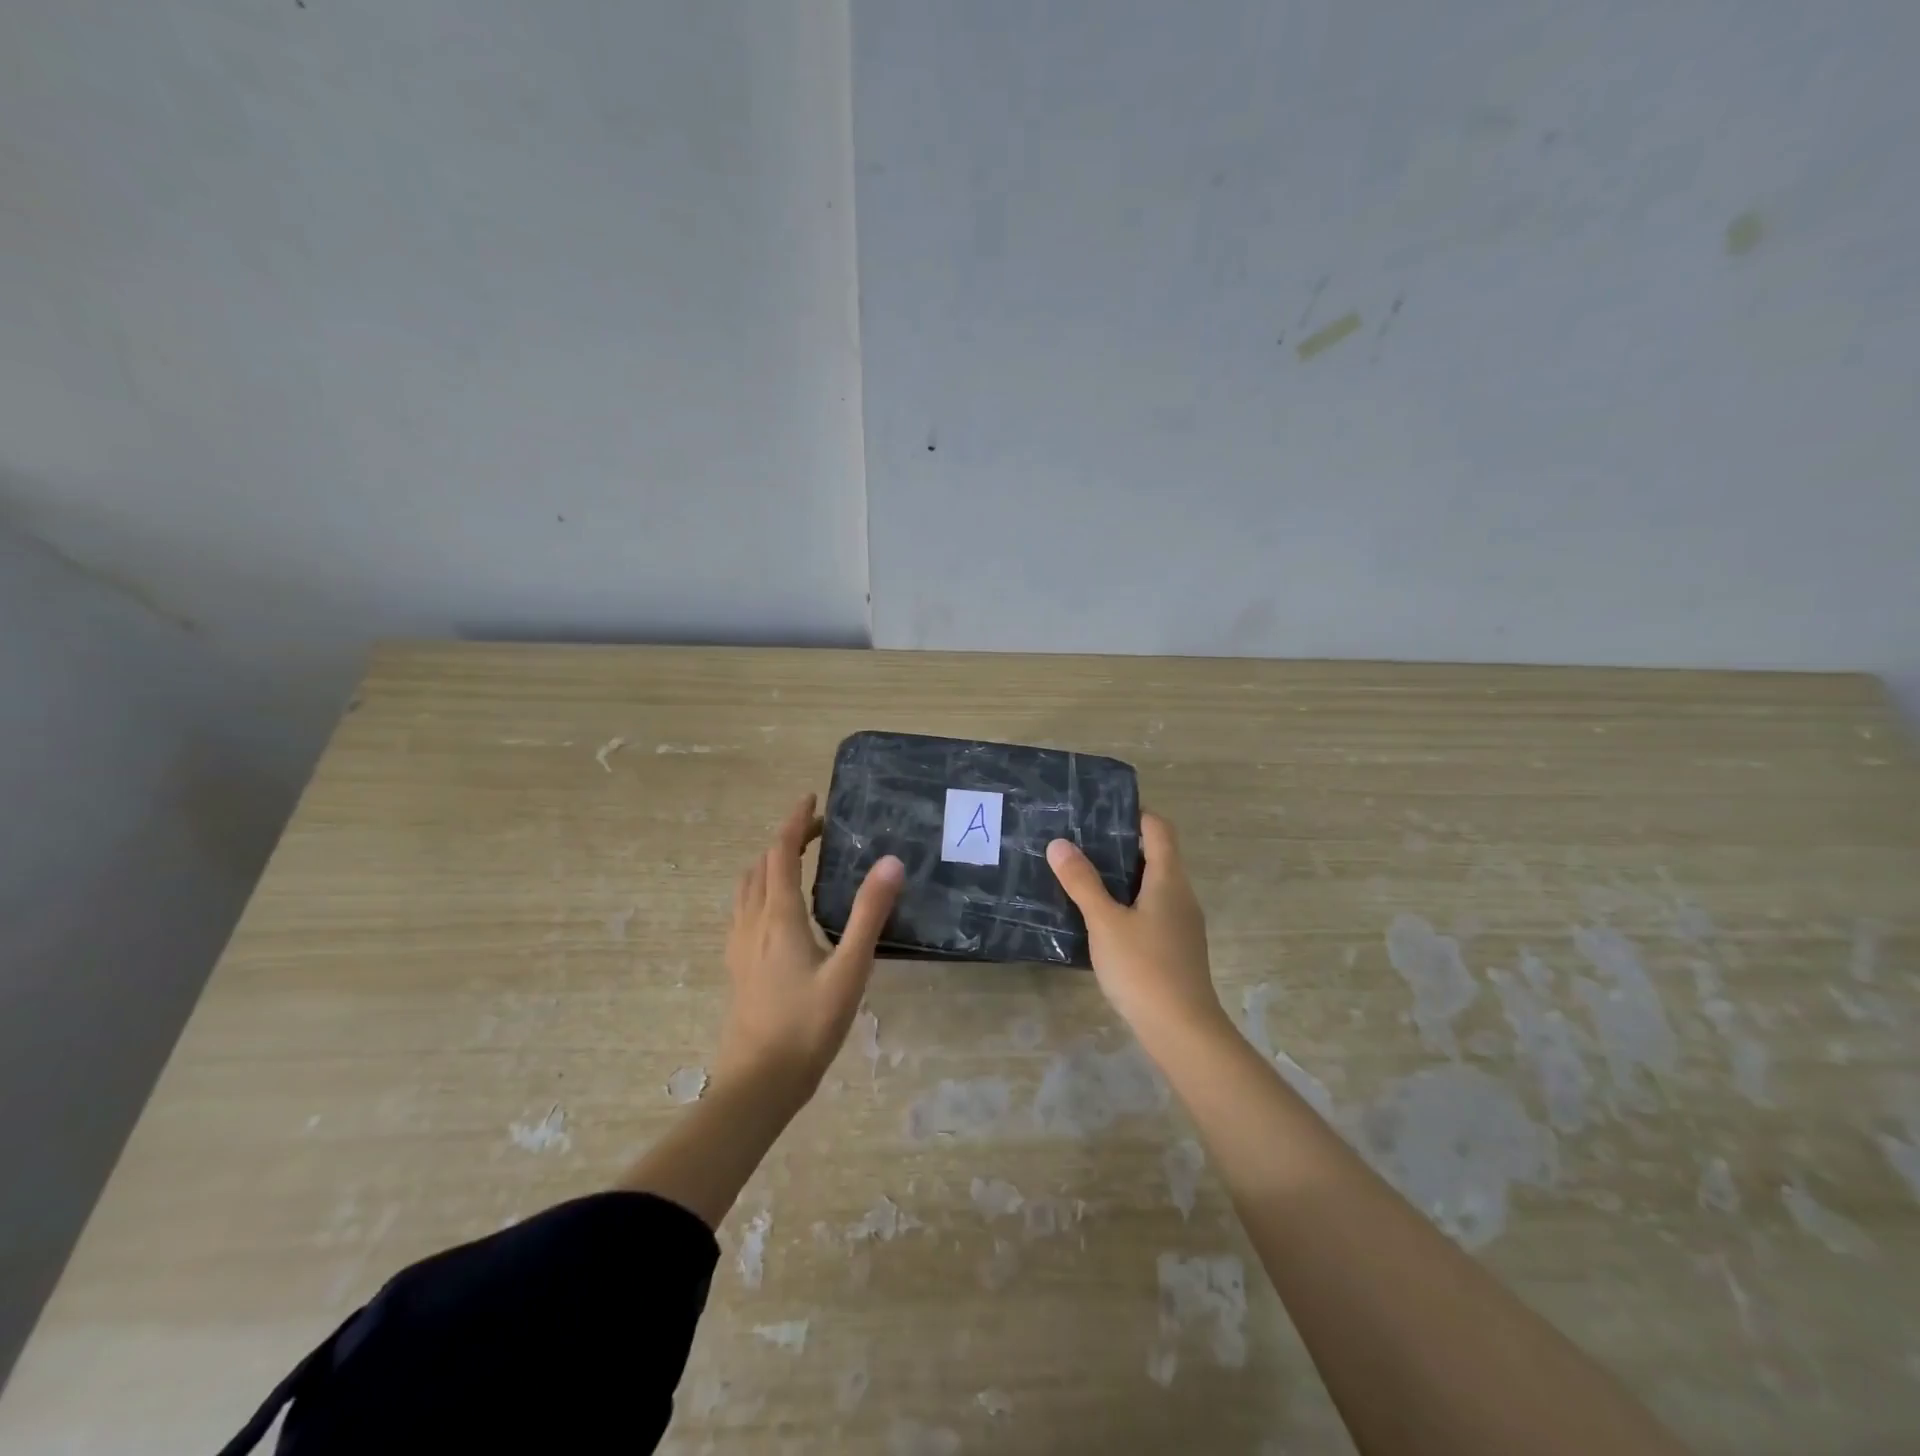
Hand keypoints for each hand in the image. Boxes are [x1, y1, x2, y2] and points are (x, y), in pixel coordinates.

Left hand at [717, 793, 903, 1109]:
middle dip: (785, 840)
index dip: (794, 822)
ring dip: (768, 864)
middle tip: (817, 831)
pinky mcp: (737, 967)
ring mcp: (739, 946)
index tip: (811, 799)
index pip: (781, 854)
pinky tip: (774, 911)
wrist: (758, 1084)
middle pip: (761, 866)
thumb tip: (890, 862)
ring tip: (796, 861)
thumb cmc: (807, 1026)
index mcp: (778, 917)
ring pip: (747, 888)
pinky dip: (759, 890)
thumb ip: (868, 914)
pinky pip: (743, 910)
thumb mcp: (849, 970)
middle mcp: (752, 923)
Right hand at [1046, 813, 1226, 1054]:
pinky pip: (1151, 910)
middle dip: (1120, 845)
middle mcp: (1181, 895)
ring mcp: (1181, 923)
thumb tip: (1059, 843)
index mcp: (1169, 879)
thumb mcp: (1105, 922)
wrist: (1182, 1030)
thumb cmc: (1143, 968)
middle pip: (1156, 855)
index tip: (1099, 812)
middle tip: (1079, 842)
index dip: (1135, 814)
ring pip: (1152, 885)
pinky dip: (1128, 902)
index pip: (1159, 829)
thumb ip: (1082, 882)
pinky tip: (1100, 918)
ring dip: (1122, 876)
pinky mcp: (1176, 947)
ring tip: (1082, 875)